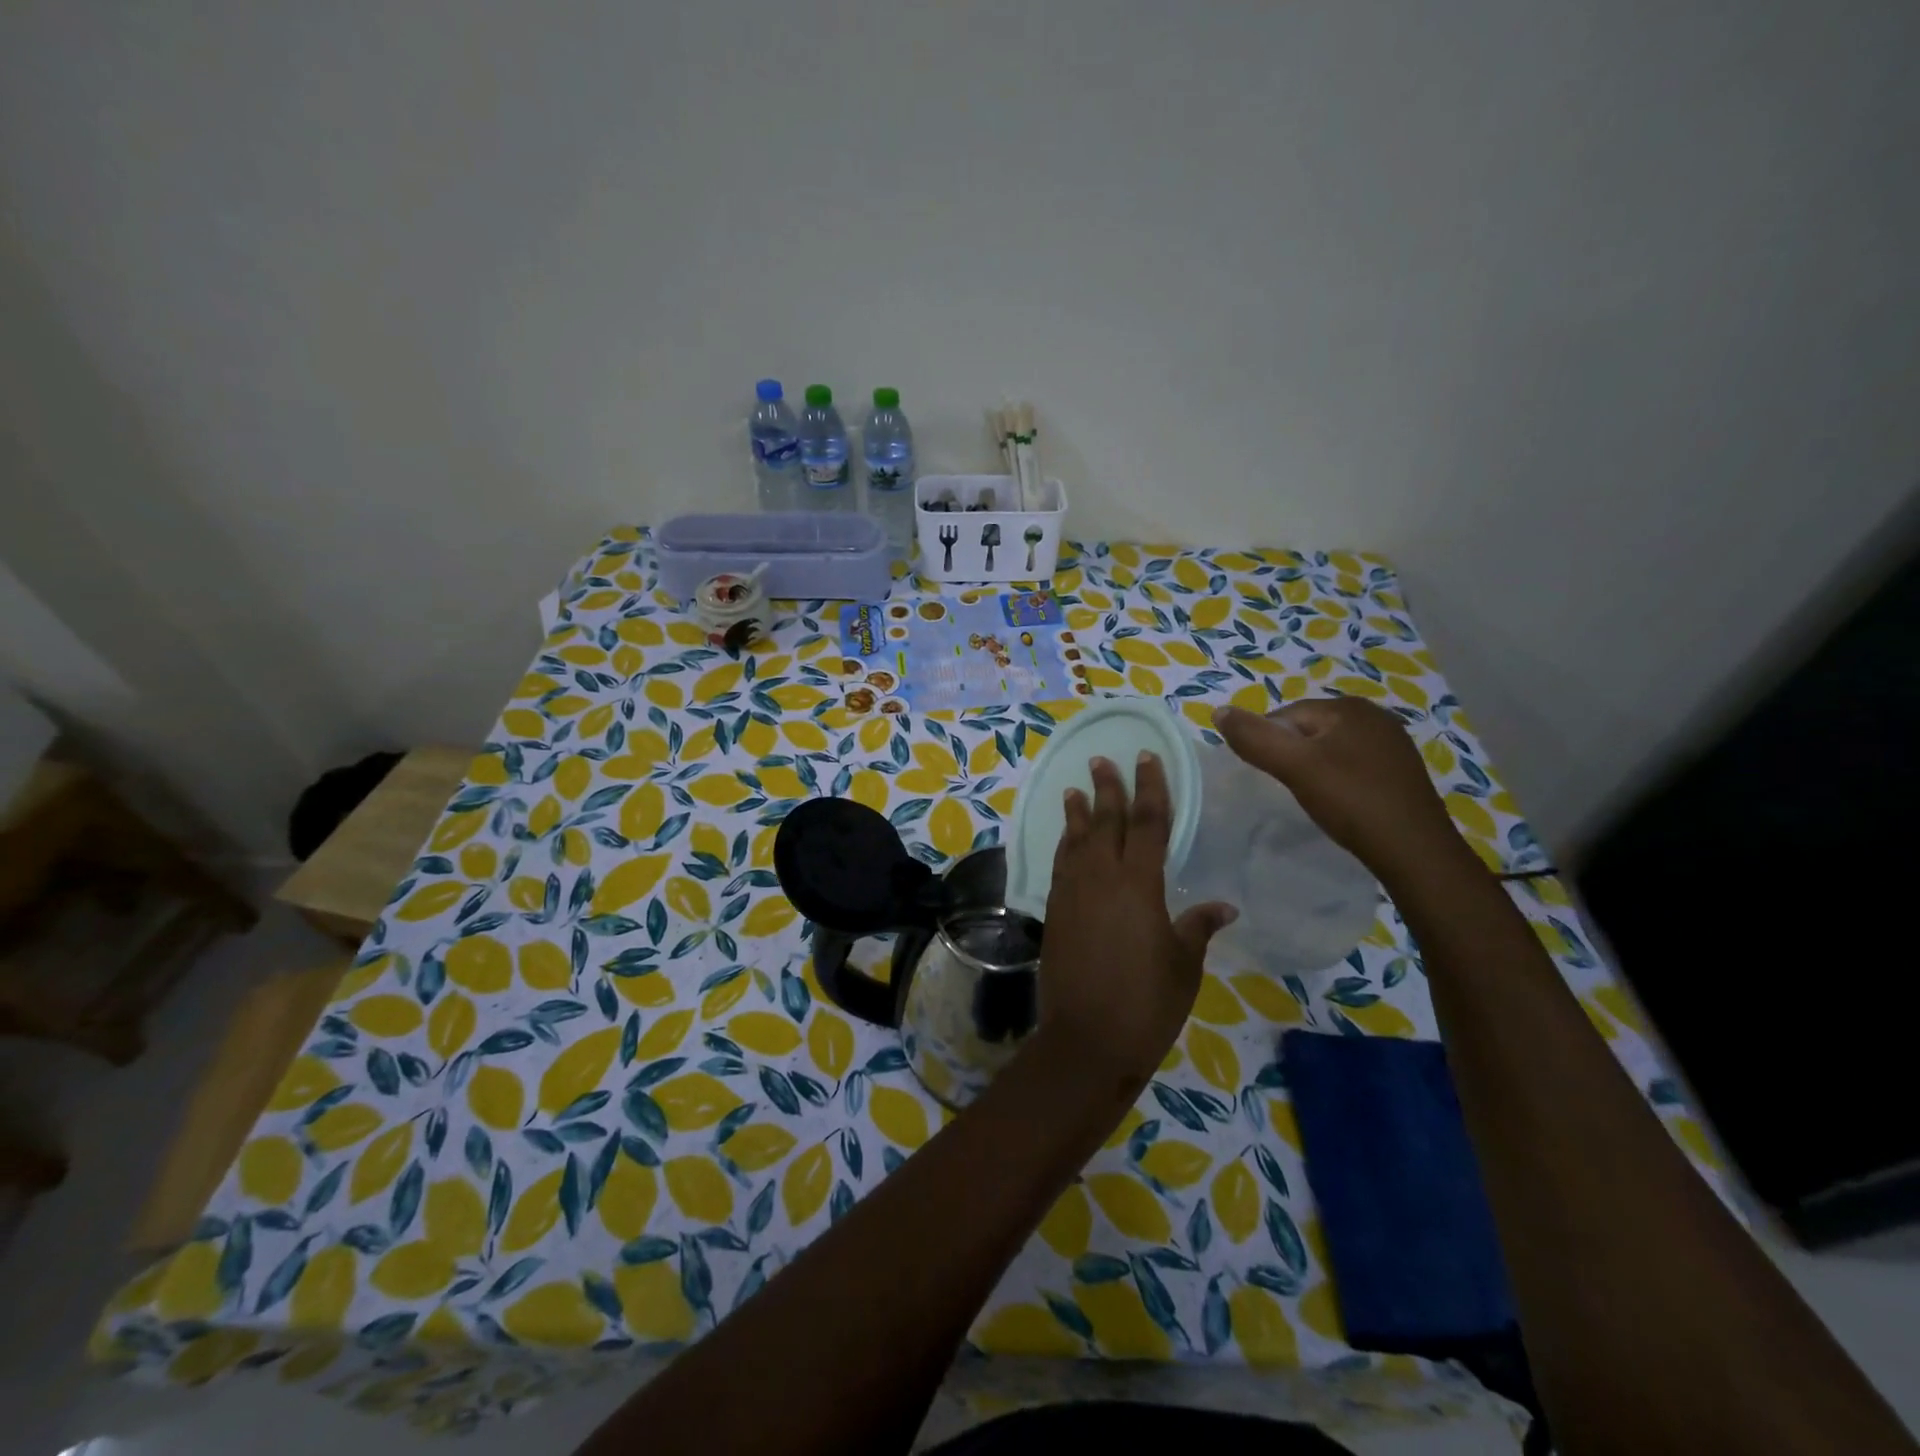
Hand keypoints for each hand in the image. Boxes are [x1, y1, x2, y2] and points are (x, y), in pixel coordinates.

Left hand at [1035, 752, 1235, 1097]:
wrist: (1087, 1039)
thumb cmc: (1147, 1002)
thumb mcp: (1183, 965)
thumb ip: (1197, 927)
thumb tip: (1223, 907)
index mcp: (1139, 884)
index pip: (1148, 822)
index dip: (1149, 788)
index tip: (1146, 759)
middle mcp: (1101, 877)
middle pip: (1105, 821)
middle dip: (1107, 788)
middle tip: (1102, 760)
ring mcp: (1072, 893)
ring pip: (1076, 840)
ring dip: (1078, 812)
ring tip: (1076, 789)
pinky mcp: (1054, 912)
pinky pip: (1060, 865)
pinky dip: (1064, 845)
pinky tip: (1066, 840)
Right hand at [1212, 699, 1472, 886]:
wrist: (1416, 852)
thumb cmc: (1351, 801)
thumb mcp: (1294, 767)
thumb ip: (1254, 738)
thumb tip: (1219, 711)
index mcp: (1348, 707)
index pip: (1286, 715)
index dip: (1268, 744)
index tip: (1268, 776)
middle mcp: (1375, 716)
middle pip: (1309, 730)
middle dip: (1292, 755)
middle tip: (1287, 789)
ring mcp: (1392, 744)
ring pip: (1331, 749)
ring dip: (1315, 769)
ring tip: (1311, 799)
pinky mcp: (1401, 771)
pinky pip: (1354, 766)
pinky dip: (1339, 780)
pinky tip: (1340, 803)